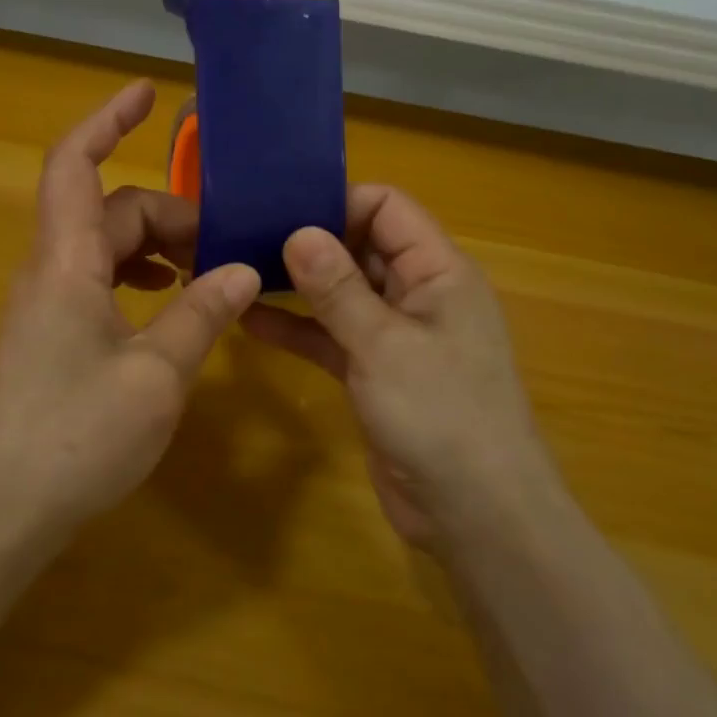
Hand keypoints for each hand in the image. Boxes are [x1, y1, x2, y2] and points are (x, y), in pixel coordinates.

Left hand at [0, 81, 261, 526]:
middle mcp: (50, 270)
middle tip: (229, 247)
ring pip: (106, 247)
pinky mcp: (51, 335)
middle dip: (170, 215)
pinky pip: (99, 281)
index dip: (107, 121)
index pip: (75, 165)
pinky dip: (139, 278)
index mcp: (67, 262)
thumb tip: (244, 271)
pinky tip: (171, 305)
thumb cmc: (76, 436)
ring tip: (207, 273)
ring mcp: (47, 304)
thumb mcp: (157, 374)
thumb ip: (201, 314)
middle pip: (110, 211)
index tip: (147, 94)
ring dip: (156, 248)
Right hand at [243, 185, 552, 547]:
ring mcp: (397, 336)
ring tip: (239, 272)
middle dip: (309, 241)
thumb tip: (298, 231)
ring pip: (342, 294)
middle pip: (361, 246)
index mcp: (438, 272)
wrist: (477, 515)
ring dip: (298, 285)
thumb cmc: (441, 415)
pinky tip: (251, 322)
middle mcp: (419, 294)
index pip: (387, 208)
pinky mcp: (376, 373)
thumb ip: (338, 288)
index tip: (281, 209)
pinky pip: (333, 337)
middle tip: (246, 236)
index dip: (338, 201)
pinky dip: (299, 329)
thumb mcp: (383, 344)